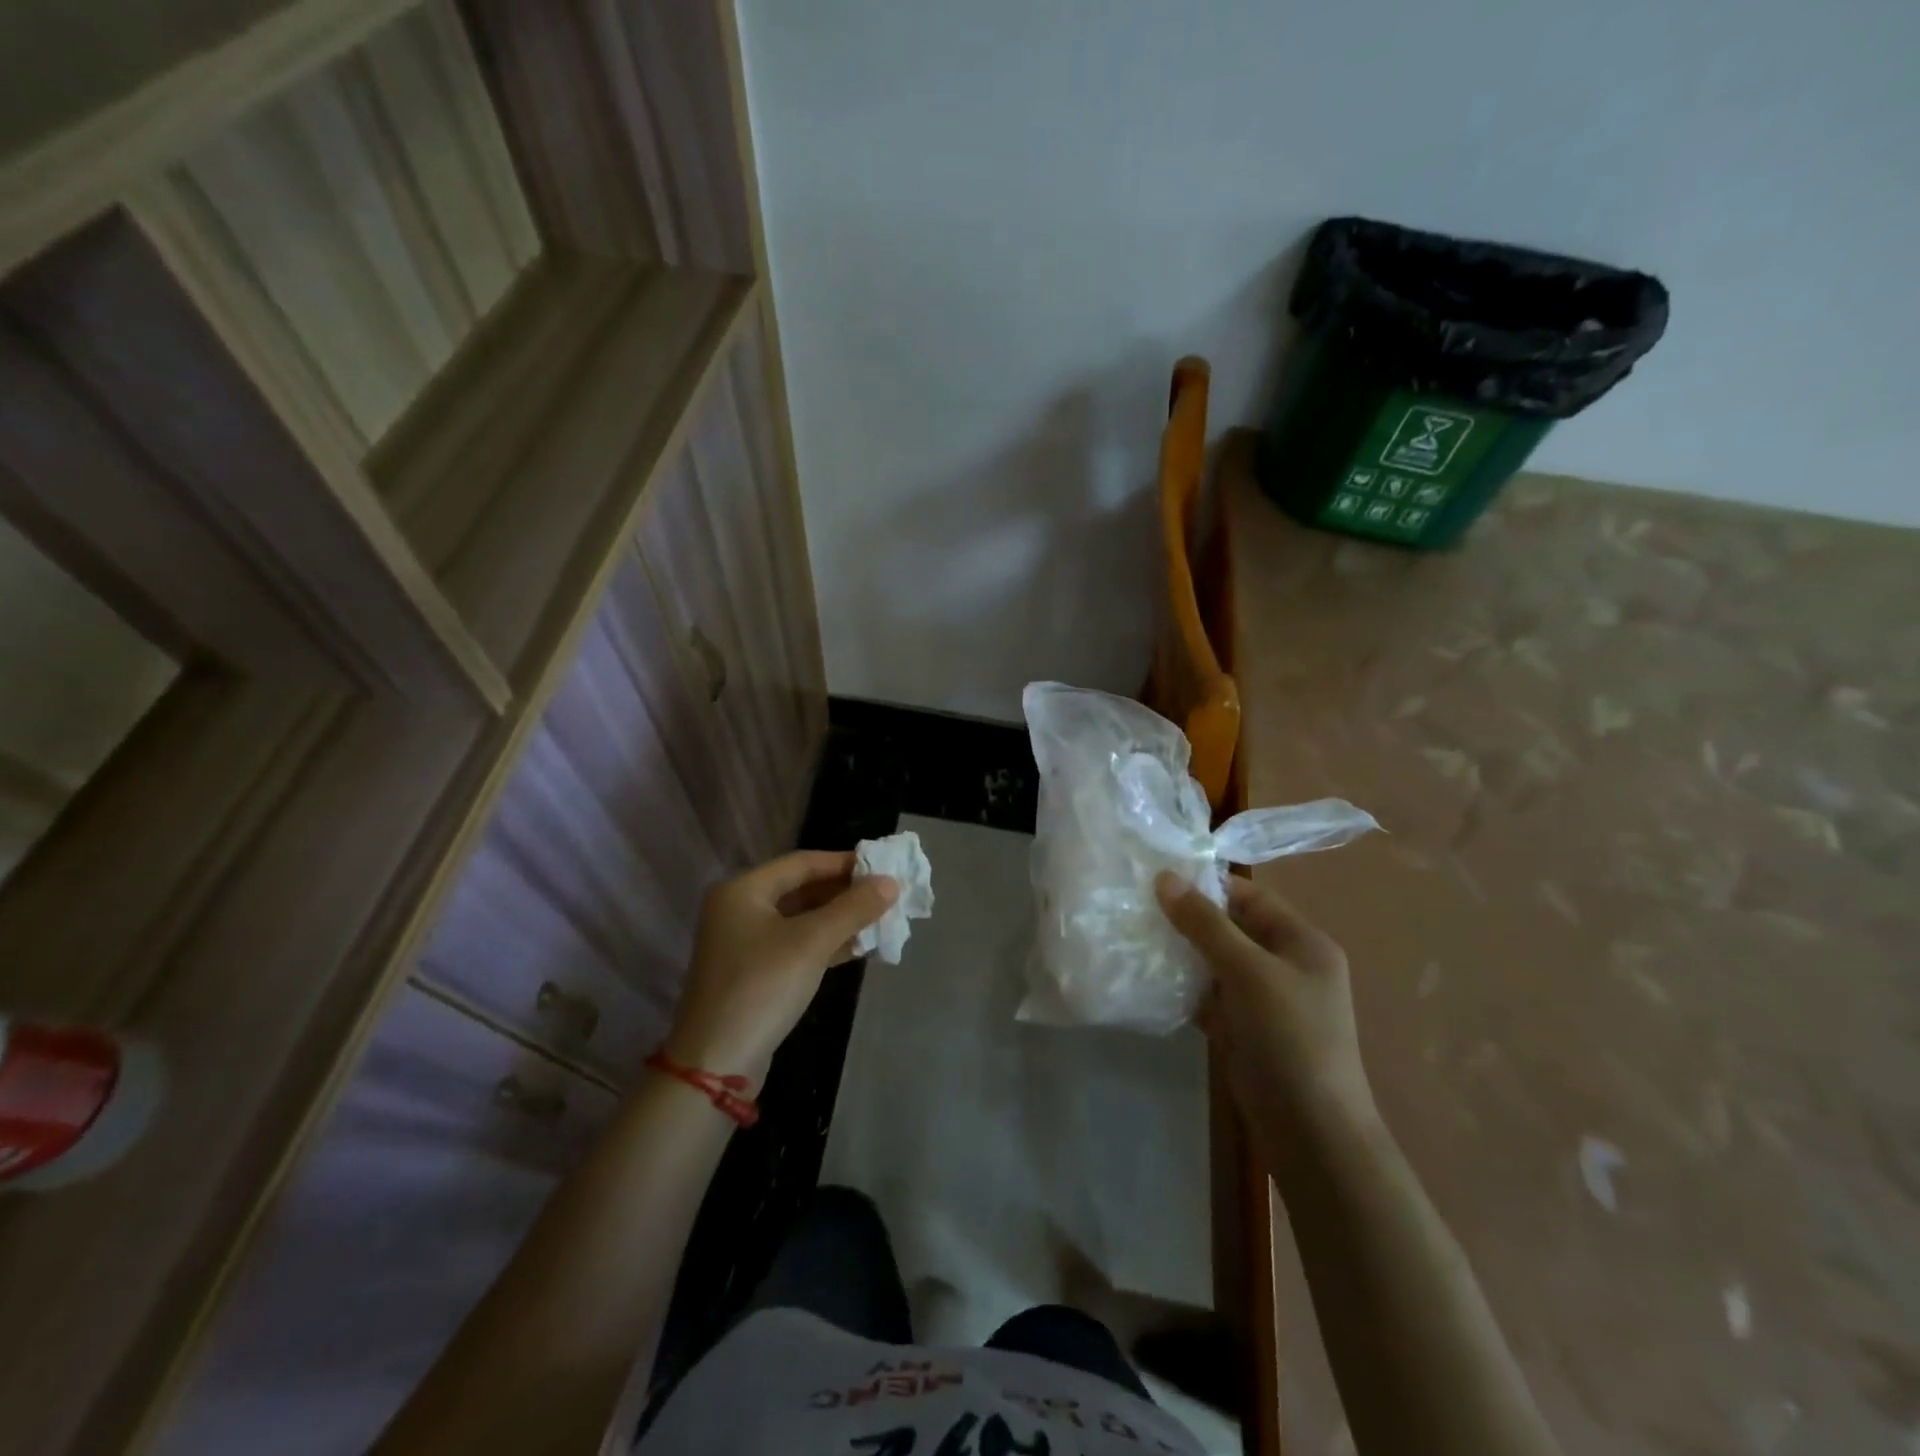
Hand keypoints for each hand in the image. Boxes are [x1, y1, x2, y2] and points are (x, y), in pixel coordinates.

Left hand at [664, 851, 896, 1084]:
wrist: (716, 1064)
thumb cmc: (762, 987)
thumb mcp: (811, 943)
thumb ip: (853, 909)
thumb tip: (891, 883)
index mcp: (743, 890)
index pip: (802, 863)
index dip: (844, 863)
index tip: (883, 867)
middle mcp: (739, 909)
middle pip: (801, 889)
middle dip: (845, 893)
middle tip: (886, 895)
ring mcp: (745, 943)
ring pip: (801, 919)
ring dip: (839, 919)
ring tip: (881, 919)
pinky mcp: (754, 973)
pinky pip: (797, 945)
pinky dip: (826, 943)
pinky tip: (860, 947)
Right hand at [1156, 872, 1378, 1157]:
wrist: (1311, 1132)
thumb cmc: (1288, 1037)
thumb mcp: (1247, 971)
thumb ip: (1205, 924)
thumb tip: (1165, 878)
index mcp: (1301, 942)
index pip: (1249, 897)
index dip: (1206, 886)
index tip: (1156, 880)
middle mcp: (1286, 965)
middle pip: (1230, 929)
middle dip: (1188, 920)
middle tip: (1138, 907)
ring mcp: (1265, 1000)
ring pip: (1216, 963)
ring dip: (1182, 954)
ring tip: (1135, 938)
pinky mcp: (1245, 1029)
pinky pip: (1210, 996)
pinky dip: (1184, 989)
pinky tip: (1149, 981)